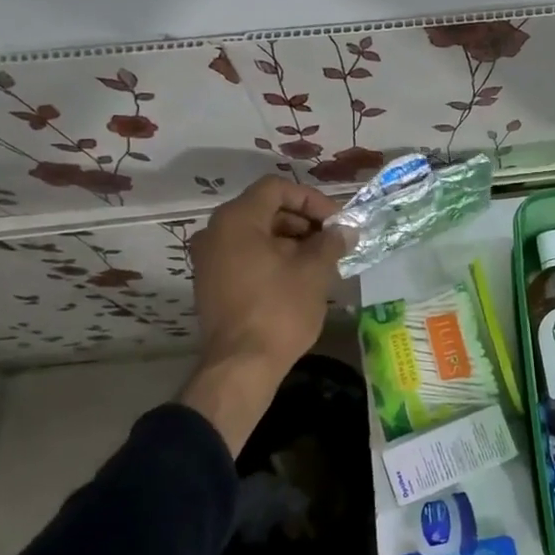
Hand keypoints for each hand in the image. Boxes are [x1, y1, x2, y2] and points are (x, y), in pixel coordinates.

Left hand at [180, 176, 347, 452]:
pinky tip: (300, 278)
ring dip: (291, 241)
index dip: (312, 200)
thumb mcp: (313, 271)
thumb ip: (330, 242)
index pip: (277, 188)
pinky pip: (246, 256)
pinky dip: (273, 258)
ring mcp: (209, 259)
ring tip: (322, 261)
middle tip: (334, 241)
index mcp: (237, 220)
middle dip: (304, 222)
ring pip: (256, 235)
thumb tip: (345, 231)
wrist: (241, 365)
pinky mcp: (212, 284)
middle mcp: (216, 232)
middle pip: (265, 210)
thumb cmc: (279, 310)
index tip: (337, 222)